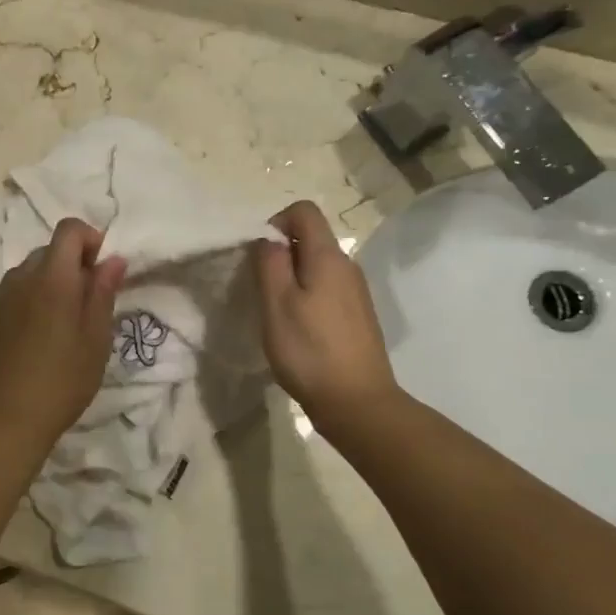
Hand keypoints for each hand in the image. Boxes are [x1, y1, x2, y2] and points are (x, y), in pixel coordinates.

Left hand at [0, 219, 126, 449]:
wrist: (6, 417)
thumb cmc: (63, 378)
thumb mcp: (96, 338)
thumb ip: (103, 292)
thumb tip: (112, 259)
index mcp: (52, 276)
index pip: (69, 229)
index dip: (91, 239)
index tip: (103, 270)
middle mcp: (22, 276)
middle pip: (50, 248)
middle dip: (75, 263)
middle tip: (91, 301)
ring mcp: (3, 295)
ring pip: (33, 269)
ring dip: (55, 280)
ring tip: (68, 321)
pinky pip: (19, 289)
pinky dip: (36, 296)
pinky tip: (44, 333)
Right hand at [252, 202, 400, 432]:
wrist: (357, 403)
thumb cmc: (309, 351)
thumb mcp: (277, 304)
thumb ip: (270, 263)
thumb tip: (269, 238)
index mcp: (328, 257)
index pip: (304, 211)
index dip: (275, 222)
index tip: (258, 256)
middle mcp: (348, 266)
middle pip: (311, 238)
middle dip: (281, 253)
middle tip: (261, 288)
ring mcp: (356, 292)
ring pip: (317, 266)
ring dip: (292, 278)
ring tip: (276, 312)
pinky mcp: (357, 315)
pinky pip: (327, 289)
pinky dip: (307, 296)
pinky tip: (298, 330)